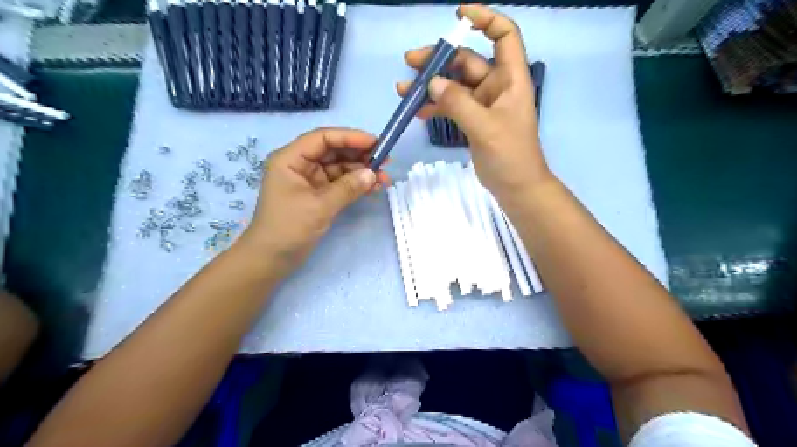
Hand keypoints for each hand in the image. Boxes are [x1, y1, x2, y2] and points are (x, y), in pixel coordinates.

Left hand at [241, 127, 388, 274]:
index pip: (323, 138)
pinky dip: (356, 185)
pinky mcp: (318, 195)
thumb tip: (373, 174)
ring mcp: (310, 180)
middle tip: (385, 162)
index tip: (376, 143)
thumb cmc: (288, 228)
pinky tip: (373, 188)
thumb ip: (347, 188)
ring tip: (384, 179)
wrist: (271, 259)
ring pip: (339, 168)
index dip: (350, 137)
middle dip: (360, 155)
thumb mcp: (319, 206)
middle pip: (333, 151)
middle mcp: (300, 164)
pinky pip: (340, 183)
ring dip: (361, 172)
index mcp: (290, 159)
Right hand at [399, 4, 556, 204]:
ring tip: (404, 89)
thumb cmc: (510, 155)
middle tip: (410, 62)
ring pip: (454, 85)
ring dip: (431, 85)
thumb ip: (458, 103)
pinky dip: (435, 106)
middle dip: (439, 60)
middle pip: (467, 61)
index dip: (485, 19)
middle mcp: (497, 86)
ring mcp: (483, 105)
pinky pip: (451, 106)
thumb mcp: (485, 126)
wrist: (516, 186)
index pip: (504, 36)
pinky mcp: (473, 121)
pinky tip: (416, 111)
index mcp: (510, 78)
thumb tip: (432, 83)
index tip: (459, 14)